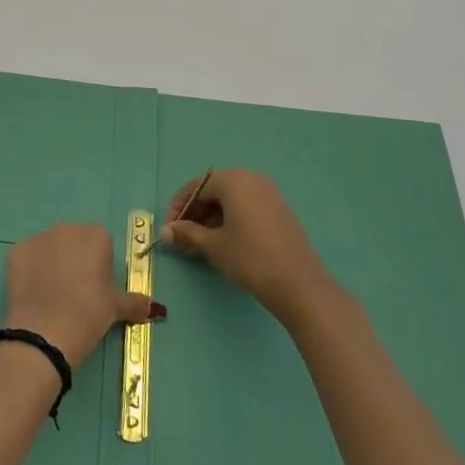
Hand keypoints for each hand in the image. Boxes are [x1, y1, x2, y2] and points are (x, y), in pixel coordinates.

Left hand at [3, 222, 158, 367]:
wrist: (46, 332)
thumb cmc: (89, 314)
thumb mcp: (116, 309)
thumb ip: (136, 302)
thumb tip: (156, 308)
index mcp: (95, 235)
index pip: (101, 243)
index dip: (100, 265)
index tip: (97, 288)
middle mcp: (66, 228)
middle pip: (74, 241)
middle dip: (75, 260)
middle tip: (76, 293)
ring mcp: (38, 237)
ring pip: (49, 248)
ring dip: (52, 264)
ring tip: (53, 296)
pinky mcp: (16, 251)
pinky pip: (27, 257)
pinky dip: (30, 271)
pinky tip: (34, 294)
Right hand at [160, 168, 330, 321]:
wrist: (299, 284)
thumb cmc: (250, 258)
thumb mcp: (213, 245)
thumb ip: (187, 233)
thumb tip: (166, 232)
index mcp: (234, 180)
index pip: (196, 187)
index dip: (178, 208)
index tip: (169, 230)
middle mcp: (252, 179)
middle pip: (214, 191)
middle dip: (195, 214)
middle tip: (182, 239)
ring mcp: (269, 194)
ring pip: (231, 201)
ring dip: (211, 219)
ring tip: (199, 245)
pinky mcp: (280, 211)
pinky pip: (247, 208)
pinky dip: (231, 221)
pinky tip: (223, 243)